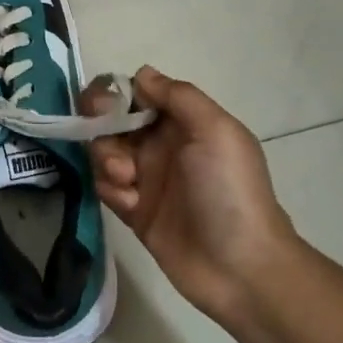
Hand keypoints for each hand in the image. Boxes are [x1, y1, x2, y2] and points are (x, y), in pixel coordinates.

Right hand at [84, 66, 304, 335]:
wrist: (239, 267)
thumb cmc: (230, 191)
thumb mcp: (216, 131)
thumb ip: (178, 96)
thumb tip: (142, 74)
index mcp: (184, 122)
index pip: (138, 93)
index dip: (116, 94)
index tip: (106, 106)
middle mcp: (162, 145)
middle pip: (113, 119)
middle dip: (103, 125)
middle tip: (109, 138)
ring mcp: (146, 178)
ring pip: (104, 151)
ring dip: (106, 159)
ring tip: (126, 179)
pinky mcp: (133, 209)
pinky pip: (105, 187)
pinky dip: (111, 189)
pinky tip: (131, 204)